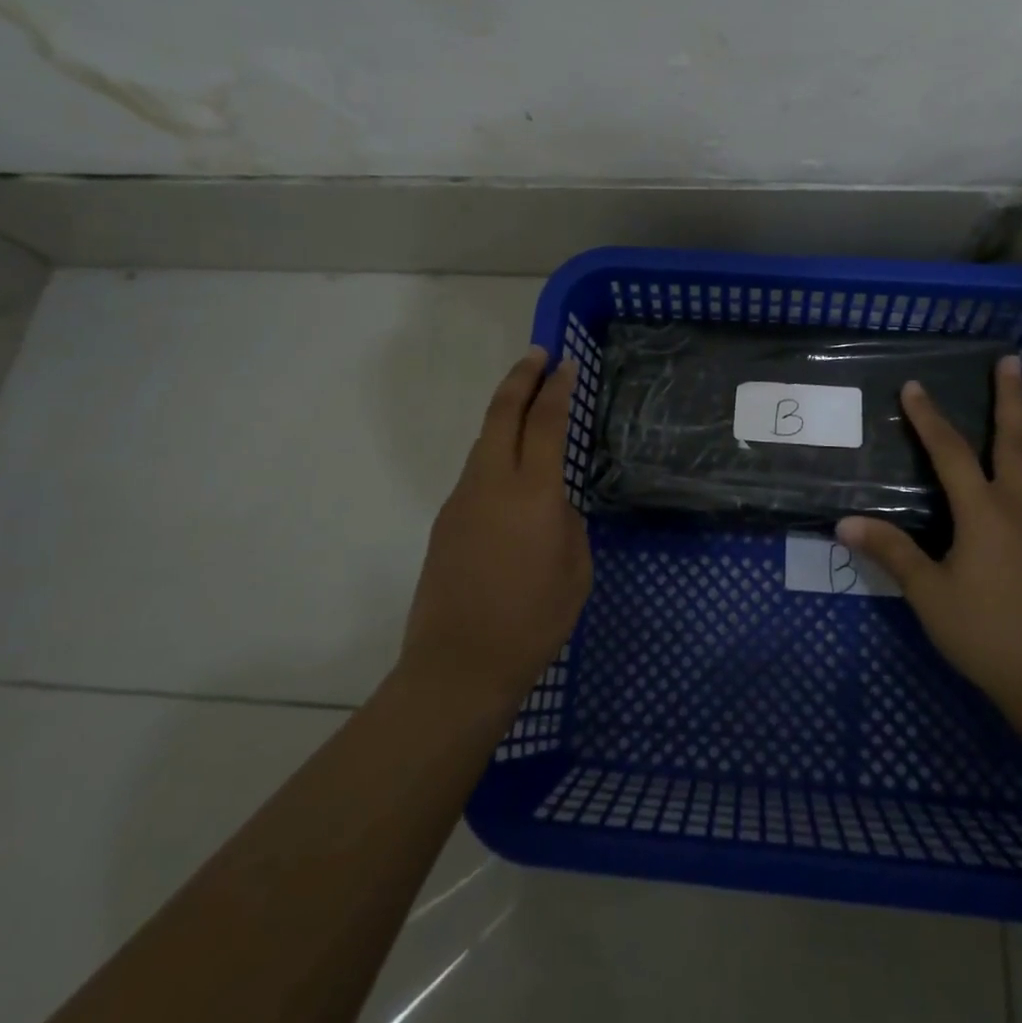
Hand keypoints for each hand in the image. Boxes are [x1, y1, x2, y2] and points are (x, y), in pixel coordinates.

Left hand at [401, 346, 592, 710]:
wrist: (458, 667)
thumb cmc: (532, 623)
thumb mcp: (576, 571)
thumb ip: (567, 524)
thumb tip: (552, 506)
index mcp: (533, 495)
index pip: (546, 423)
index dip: (557, 389)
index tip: (566, 363)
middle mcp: (492, 484)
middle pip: (502, 413)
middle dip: (520, 377)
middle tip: (538, 355)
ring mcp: (462, 500)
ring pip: (484, 440)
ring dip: (505, 414)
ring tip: (526, 404)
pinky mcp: (445, 521)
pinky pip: (475, 472)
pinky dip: (495, 453)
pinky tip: (510, 470)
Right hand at [838, 356, 1021, 719]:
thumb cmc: (985, 633)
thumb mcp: (929, 594)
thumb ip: (890, 553)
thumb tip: (845, 523)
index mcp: (985, 512)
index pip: (952, 452)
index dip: (929, 418)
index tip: (914, 387)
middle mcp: (1021, 506)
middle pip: (1017, 439)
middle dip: (1011, 397)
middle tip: (1011, 360)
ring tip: (1019, 416)